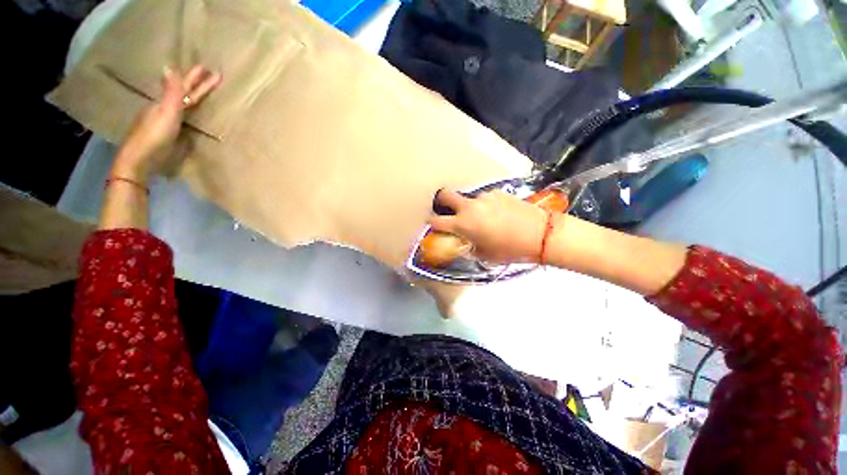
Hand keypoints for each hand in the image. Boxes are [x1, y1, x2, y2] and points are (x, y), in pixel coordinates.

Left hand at [112, 65, 220, 181]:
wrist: (141, 159)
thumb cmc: (155, 135)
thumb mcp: (166, 112)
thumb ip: (171, 92)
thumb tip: (170, 65)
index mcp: (166, 103)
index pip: (185, 88)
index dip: (197, 79)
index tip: (209, 69)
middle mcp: (165, 109)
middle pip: (183, 94)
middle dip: (195, 84)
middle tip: (207, 75)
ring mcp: (165, 121)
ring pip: (181, 104)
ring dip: (191, 96)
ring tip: (199, 91)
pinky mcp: (168, 133)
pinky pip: (181, 116)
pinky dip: (187, 111)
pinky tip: (189, 113)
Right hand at [428, 189, 552, 263]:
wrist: (540, 234)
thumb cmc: (509, 249)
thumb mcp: (484, 255)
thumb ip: (468, 248)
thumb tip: (462, 244)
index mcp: (463, 224)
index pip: (436, 221)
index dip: (431, 223)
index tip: (432, 225)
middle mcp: (469, 207)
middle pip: (445, 195)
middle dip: (441, 201)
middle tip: (447, 210)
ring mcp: (484, 197)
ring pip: (468, 199)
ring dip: (469, 207)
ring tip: (482, 218)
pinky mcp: (497, 193)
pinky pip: (484, 199)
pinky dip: (485, 206)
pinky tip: (497, 214)